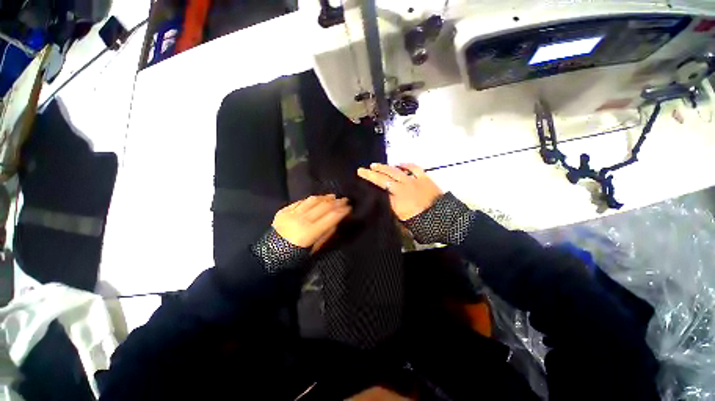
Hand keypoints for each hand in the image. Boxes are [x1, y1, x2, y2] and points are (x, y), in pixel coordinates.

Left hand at [272, 194, 350, 250]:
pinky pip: (301, 201)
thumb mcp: (314, 249)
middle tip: (344, 199)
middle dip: (336, 202)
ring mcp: (291, 214)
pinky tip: (317, 199)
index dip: (341, 211)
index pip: (330, 217)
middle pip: (323, 207)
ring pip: (312, 201)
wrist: (269, 254)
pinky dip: (311, 199)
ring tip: (333, 196)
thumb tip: (336, 222)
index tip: (349, 207)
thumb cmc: (294, 255)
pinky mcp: (284, 210)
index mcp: (309, 232)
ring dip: (324, 198)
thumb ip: (326, 234)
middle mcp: (301, 220)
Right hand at [357, 163, 442, 220]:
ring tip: (377, 165)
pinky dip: (405, 165)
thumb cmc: (419, 222)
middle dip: (374, 171)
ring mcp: (413, 180)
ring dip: (386, 167)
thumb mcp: (400, 219)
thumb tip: (385, 197)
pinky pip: (413, 168)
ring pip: (397, 170)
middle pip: (386, 175)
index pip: (380, 184)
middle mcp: (403, 186)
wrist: (442, 219)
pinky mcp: (424, 178)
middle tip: (365, 168)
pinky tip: (400, 164)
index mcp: (396, 197)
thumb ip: (391, 206)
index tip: (361, 172)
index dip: (369, 177)